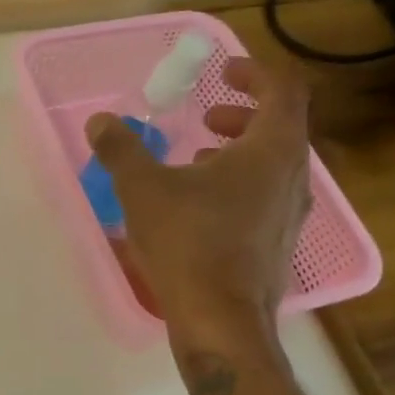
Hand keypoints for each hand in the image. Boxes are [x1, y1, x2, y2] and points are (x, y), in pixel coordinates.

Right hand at [86, 55, 312, 347]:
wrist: (221, 322)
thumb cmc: (189, 243)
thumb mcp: (143, 188)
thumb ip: (121, 149)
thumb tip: (101, 121)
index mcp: (272, 150)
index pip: (283, 90)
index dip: (255, 72)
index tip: (222, 72)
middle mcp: (294, 177)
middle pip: (282, 127)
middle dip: (242, 114)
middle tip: (205, 117)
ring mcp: (291, 215)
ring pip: (275, 164)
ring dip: (239, 150)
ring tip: (197, 159)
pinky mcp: (279, 244)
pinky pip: (267, 195)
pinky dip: (240, 183)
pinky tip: (200, 205)